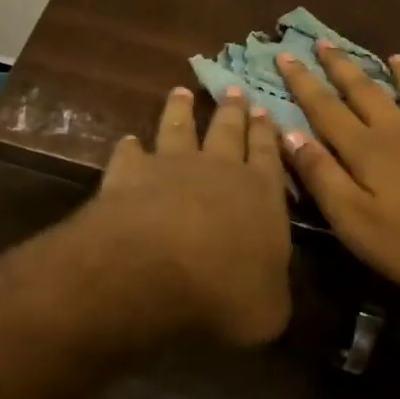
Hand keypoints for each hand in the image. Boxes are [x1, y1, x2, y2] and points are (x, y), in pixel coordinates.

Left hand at [86, 86, 292, 345]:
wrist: (155, 269)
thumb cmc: (225, 293)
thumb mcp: (269, 309)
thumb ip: (271, 287)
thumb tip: (269, 283)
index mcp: (261, 195)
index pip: (268, 156)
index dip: (267, 134)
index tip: (264, 109)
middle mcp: (218, 169)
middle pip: (227, 131)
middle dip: (233, 110)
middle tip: (234, 89)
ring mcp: (171, 165)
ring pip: (179, 127)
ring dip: (181, 109)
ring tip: (181, 91)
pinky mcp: (130, 172)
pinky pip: (130, 152)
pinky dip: (129, 146)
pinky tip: (128, 141)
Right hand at [277, 44, 399, 297]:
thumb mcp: (354, 220)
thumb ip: (321, 175)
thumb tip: (289, 133)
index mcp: (366, 148)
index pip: (324, 107)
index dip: (302, 82)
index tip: (284, 55)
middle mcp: (398, 132)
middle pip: (364, 91)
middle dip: (340, 66)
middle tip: (323, 42)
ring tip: (394, 56)